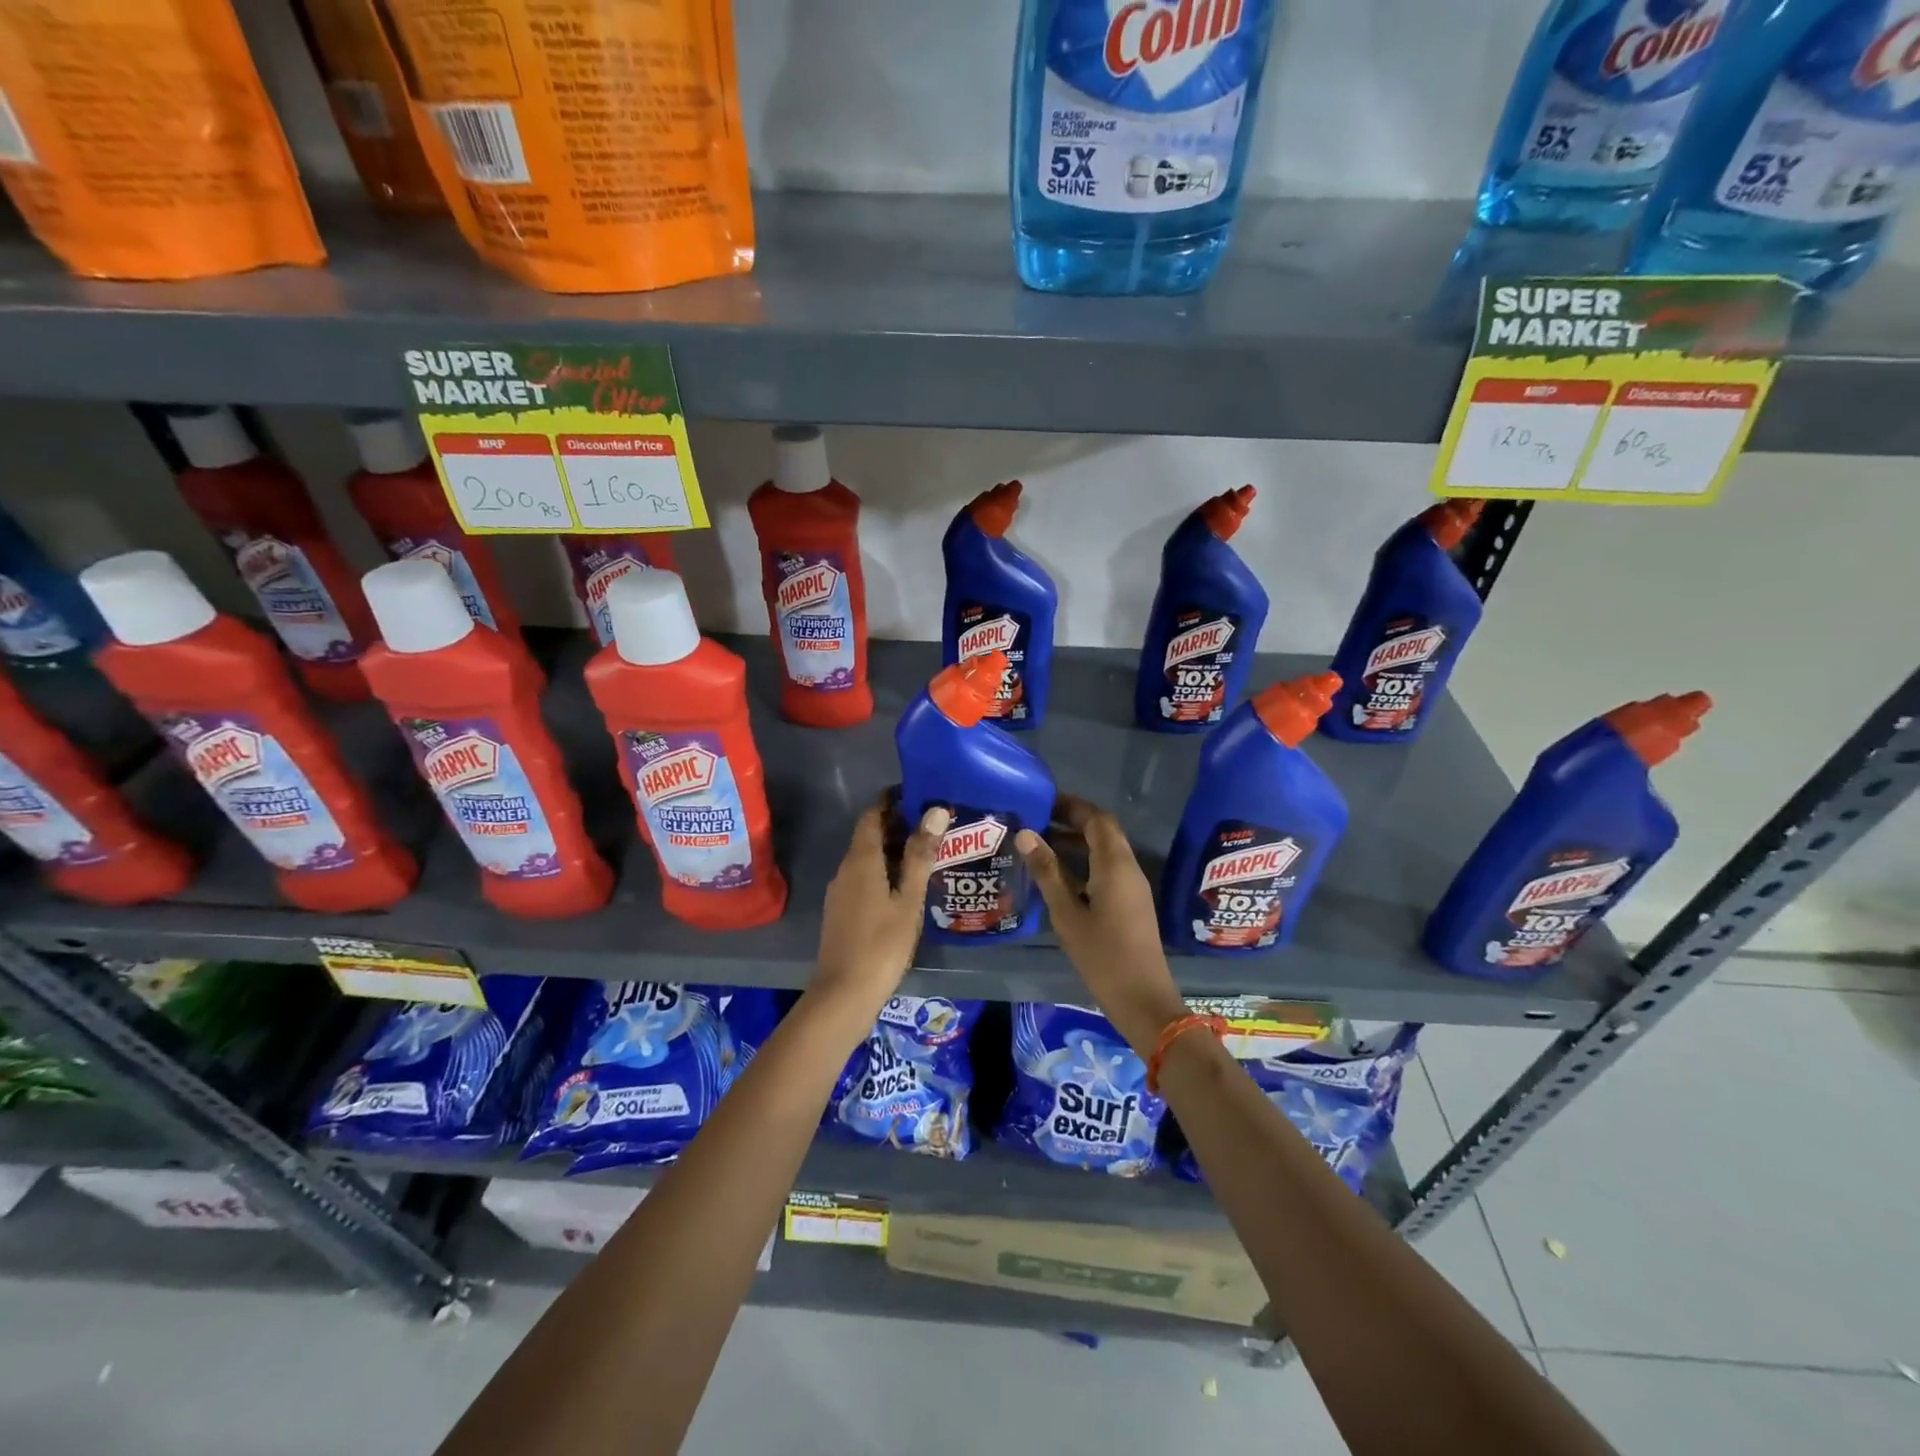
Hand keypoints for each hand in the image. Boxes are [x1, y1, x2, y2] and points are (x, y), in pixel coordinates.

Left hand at [812, 795, 949, 1010]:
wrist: (844, 994)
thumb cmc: (882, 944)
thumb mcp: (908, 900)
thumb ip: (921, 855)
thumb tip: (935, 811)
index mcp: (860, 860)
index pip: (872, 815)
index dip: (892, 801)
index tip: (919, 794)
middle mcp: (845, 869)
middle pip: (869, 835)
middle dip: (897, 825)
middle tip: (933, 824)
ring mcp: (840, 892)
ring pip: (866, 859)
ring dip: (891, 850)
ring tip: (926, 852)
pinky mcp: (840, 911)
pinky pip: (863, 878)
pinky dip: (884, 871)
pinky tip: (905, 886)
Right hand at [1016, 794, 1186, 1054]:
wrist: (1143, 1000)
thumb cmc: (1102, 956)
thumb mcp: (1067, 913)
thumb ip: (1047, 871)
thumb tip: (1026, 833)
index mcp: (1115, 865)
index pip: (1097, 819)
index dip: (1072, 805)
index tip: (1042, 801)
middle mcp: (1128, 868)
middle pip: (1104, 831)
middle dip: (1073, 820)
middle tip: (1037, 820)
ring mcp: (1132, 887)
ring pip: (1106, 851)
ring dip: (1078, 842)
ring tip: (1041, 843)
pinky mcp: (1131, 904)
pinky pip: (1108, 869)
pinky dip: (1085, 861)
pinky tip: (1060, 876)